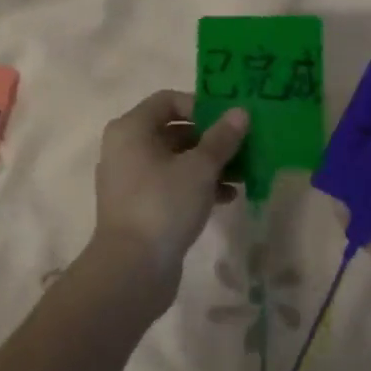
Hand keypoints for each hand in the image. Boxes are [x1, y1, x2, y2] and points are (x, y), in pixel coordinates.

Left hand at [85, 90, 248, 316]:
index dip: (200, 105)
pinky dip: (197, 186)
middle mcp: (126, 149)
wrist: (132, 269)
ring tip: (242, 173)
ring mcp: (131, 180)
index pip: (168, 100)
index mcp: (131, 129)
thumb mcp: (200, 168)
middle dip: (211, 138)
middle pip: (174, 130)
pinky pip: (172, 184)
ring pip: (176, 160)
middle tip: (243, 146)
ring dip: (209, 164)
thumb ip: (222, 138)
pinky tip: (227, 197)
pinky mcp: (141, 207)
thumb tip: (240, 112)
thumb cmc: (163, 205)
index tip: (229, 120)